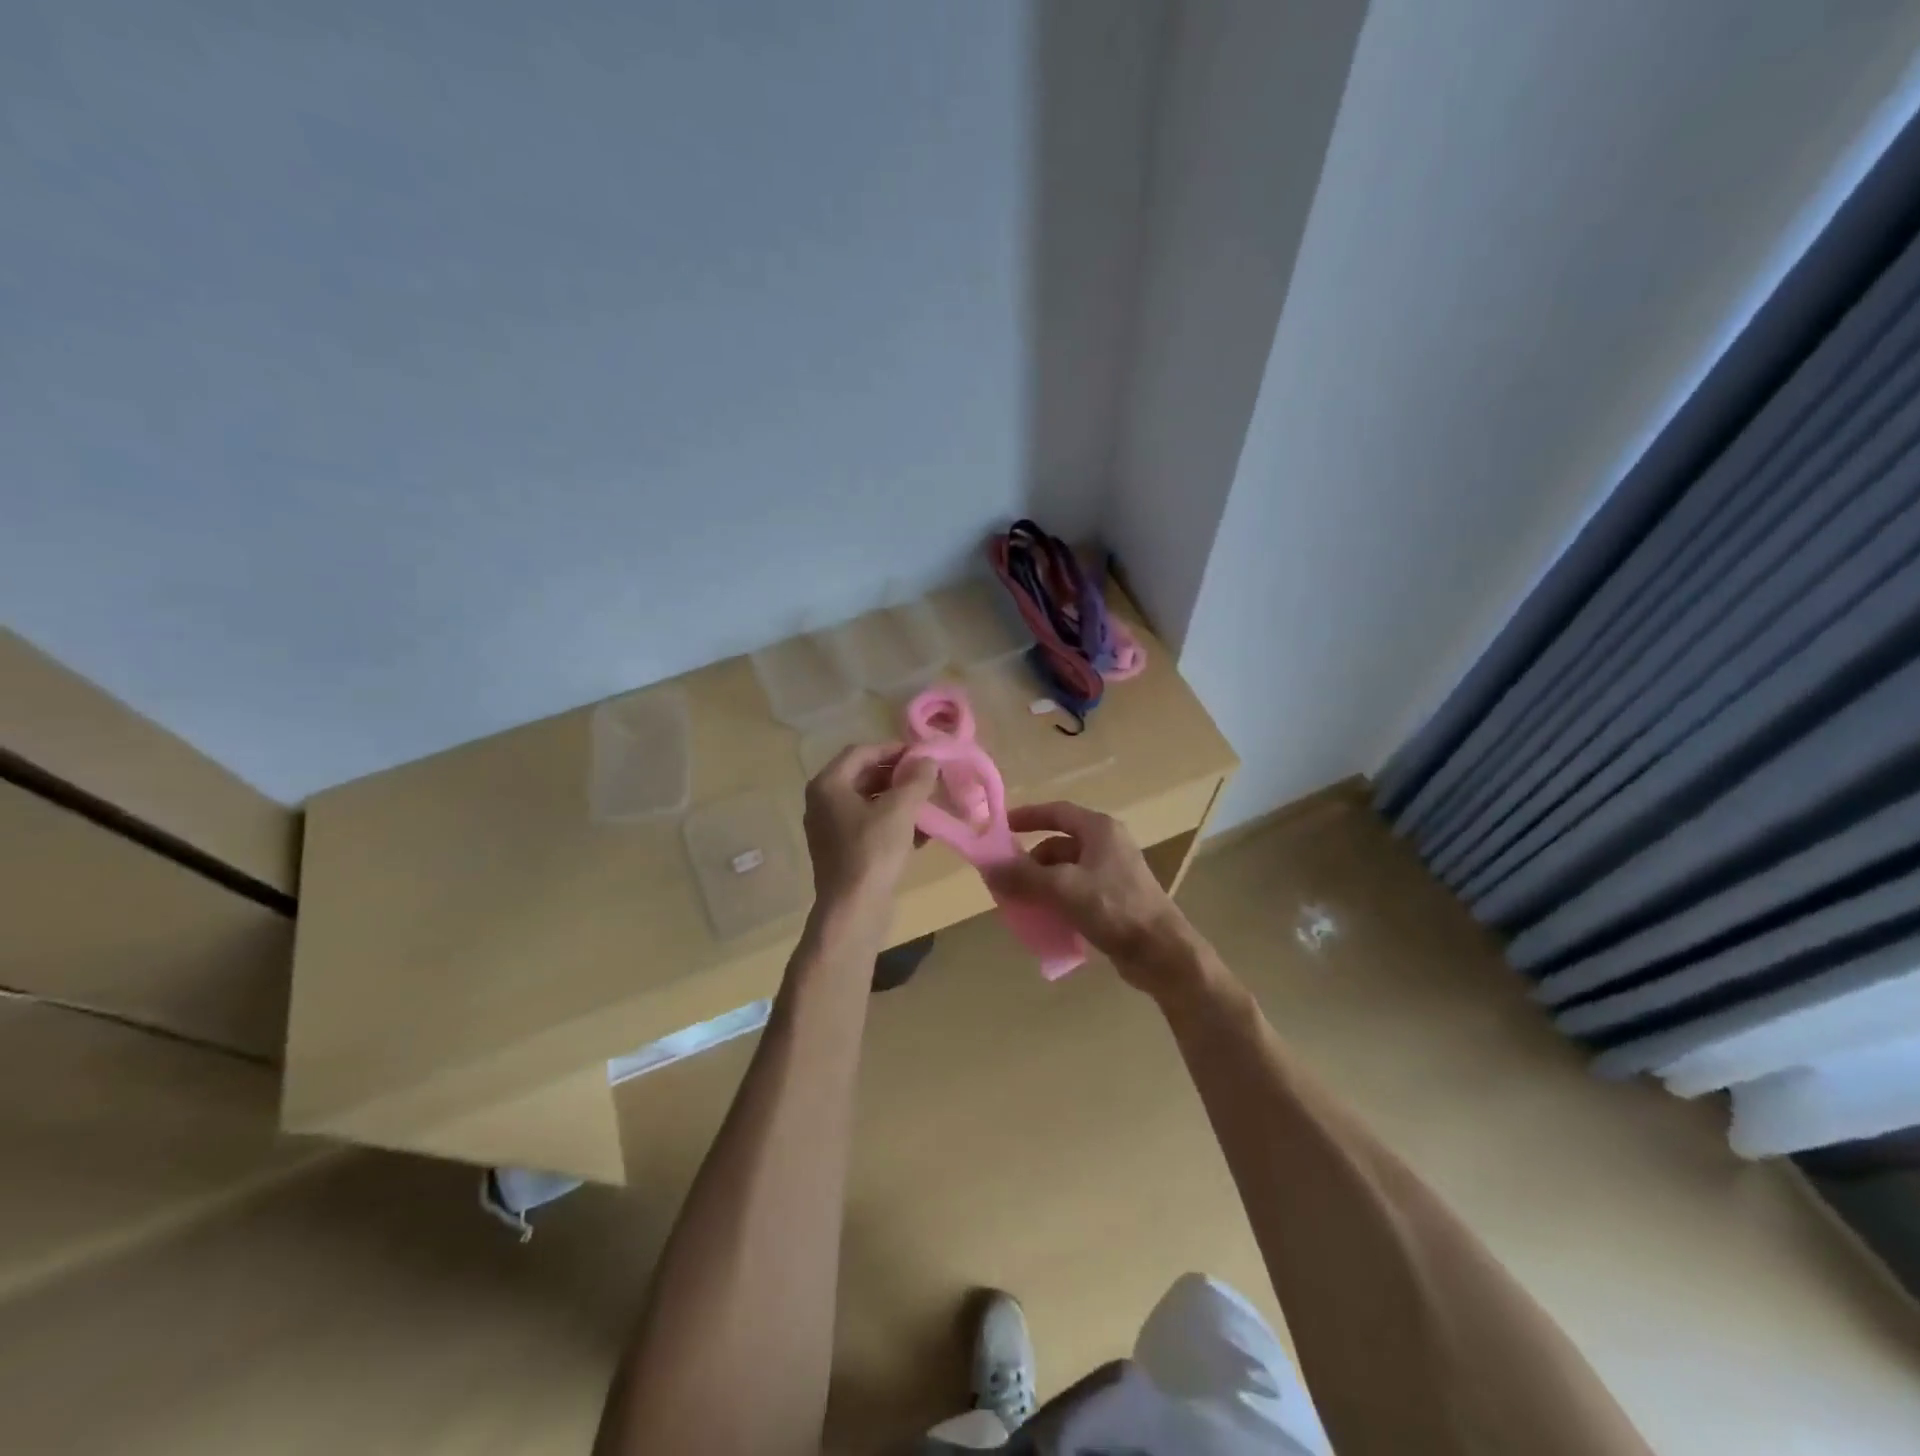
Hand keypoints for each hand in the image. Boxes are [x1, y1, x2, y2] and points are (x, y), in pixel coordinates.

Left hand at [802, 743, 936, 927]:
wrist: (853, 909)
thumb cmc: (873, 852)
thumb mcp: (900, 810)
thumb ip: (916, 780)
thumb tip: (927, 760)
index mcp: (828, 785)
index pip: (862, 752)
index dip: (893, 750)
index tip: (923, 756)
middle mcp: (822, 802)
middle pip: (863, 775)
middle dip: (898, 776)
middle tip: (928, 779)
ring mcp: (830, 828)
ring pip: (868, 802)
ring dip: (898, 800)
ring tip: (928, 804)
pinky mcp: (841, 851)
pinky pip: (868, 825)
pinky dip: (891, 823)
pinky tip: (920, 833)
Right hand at [986, 801, 1202, 995]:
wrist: (1161, 953)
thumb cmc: (1115, 908)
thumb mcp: (1063, 888)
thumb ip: (1024, 876)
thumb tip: (988, 866)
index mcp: (1100, 830)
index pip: (1057, 812)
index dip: (1027, 817)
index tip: (1000, 828)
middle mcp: (1108, 845)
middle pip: (1058, 845)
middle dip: (1030, 861)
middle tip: (1005, 878)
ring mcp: (1113, 874)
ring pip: (1066, 871)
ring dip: (1041, 884)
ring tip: (1020, 904)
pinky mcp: (1115, 900)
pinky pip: (1076, 893)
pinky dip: (1057, 901)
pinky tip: (1044, 920)